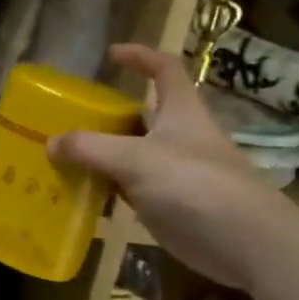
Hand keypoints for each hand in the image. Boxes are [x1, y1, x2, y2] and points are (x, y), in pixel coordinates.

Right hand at [49, 44, 298, 290]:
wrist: (248, 244)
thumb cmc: (195, 184)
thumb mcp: (134, 159)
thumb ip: (89, 148)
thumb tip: (51, 142)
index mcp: (181, 111)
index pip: (164, 69)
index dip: (140, 56)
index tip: (111, 54)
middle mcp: (180, 136)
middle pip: (141, 115)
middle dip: (107, 115)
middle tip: (70, 119)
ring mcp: (177, 172)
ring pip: (133, 155)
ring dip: (102, 156)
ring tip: (63, 157)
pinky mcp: (173, 205)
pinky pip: (132, 189)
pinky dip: (108, 190)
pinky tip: (82, 196)